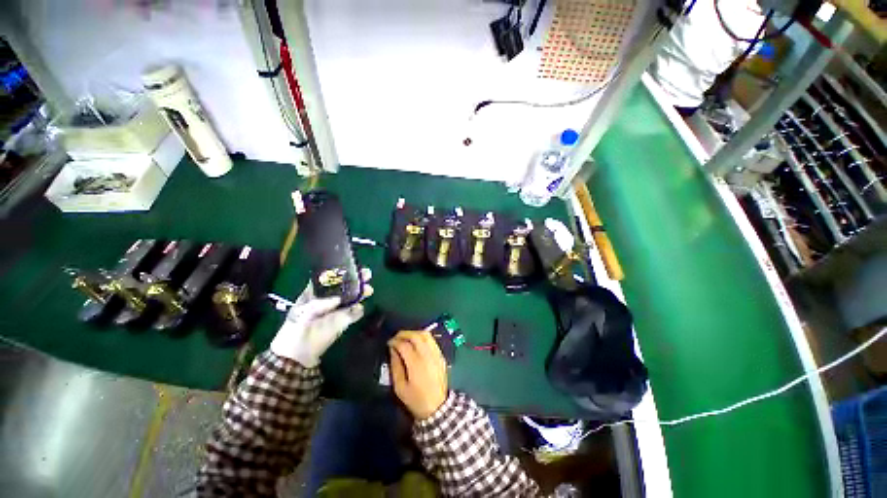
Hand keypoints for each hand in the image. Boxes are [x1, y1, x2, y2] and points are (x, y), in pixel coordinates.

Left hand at [270, 268, 372, 366]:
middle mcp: (329, 299)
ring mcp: (337, 310)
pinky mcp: (344, 321)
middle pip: (345, 286)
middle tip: (367, 275)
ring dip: (361, 292)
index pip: (330, 278)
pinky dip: (359, 310)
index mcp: (316, 293)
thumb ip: (318, 305)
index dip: (341, 271)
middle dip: (356, 279)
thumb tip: (338, 299)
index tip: (353, 266)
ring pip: (352, 297)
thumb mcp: (301, 314)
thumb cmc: (294, 330)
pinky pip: (355, 313)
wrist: (297, 355)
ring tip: (369, 290)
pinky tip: (360, 309)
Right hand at [389, 330, 447, 419]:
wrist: (437, 407)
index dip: (395, 341)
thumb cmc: (416, 399)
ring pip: (426, 334)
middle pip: (416, 336)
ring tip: (405, 337)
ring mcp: (436, 354)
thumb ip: (395, 366)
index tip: (389, 343)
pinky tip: (416, 341)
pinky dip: (423, 337)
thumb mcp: (399, 387)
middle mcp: (427, 355)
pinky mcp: (441, 355)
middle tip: (396, 337)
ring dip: (414, 332)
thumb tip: (393, 350)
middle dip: (404, 333)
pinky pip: (432, 340)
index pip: (404, 345)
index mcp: (416, 364)